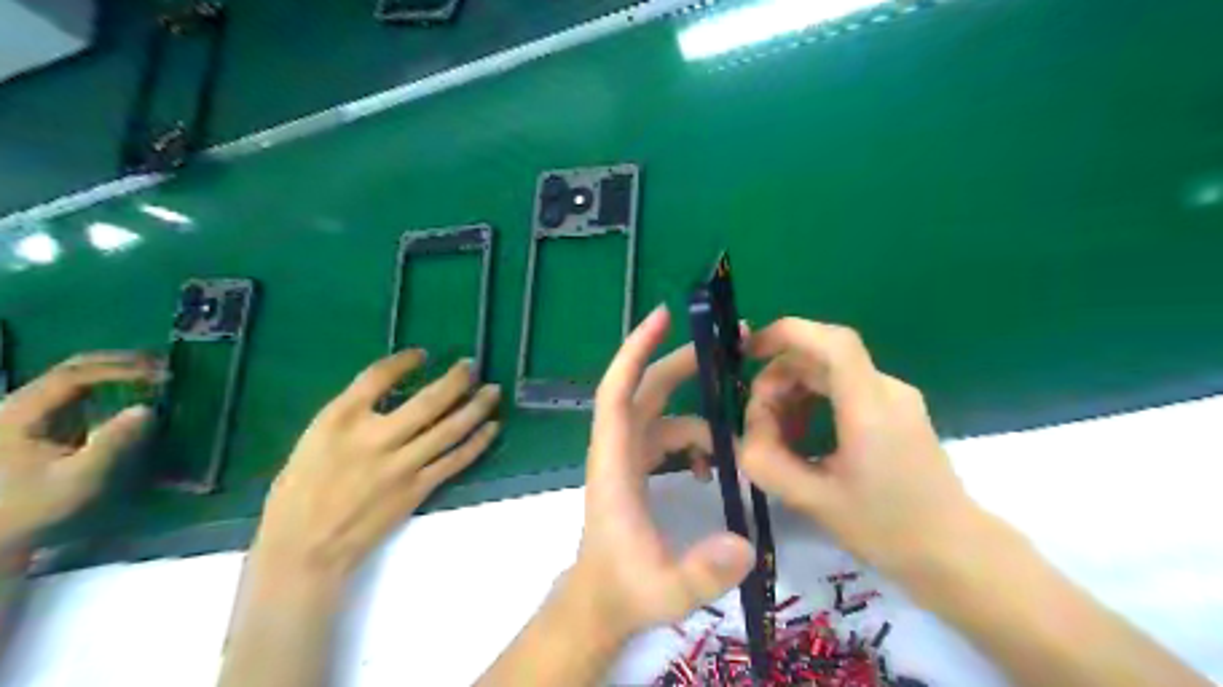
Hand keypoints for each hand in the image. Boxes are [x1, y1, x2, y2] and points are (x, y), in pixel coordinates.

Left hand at [0, 355, 158, 553]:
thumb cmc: (31, 509)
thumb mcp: (77, 480)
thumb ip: (112, 443)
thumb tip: (148, 409)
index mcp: (19, 413)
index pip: (75, 375)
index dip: (122, 369)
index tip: (162, 375)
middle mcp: (17, 405)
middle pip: (72, 370)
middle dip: (121, 364)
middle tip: (164, 366)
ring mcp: (22, 414)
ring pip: (73, 380)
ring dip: (115, 373)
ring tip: (153, 376)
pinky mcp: (32, 426)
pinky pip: (73, 395)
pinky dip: (106, 388)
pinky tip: (129, 394)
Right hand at [252, 355, 502, 585]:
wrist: (304, 548)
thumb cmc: (301, 492)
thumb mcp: (314, 439)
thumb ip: (352, 414)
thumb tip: (393, 392)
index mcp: (339, 420)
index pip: (378, 376)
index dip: (405, 361)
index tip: (423, 353)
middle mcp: (374, 438)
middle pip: (428, 400)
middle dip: (456, 379)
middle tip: (472, 365)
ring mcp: (400, 465)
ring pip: (450, 429)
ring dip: (476, 407)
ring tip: (493, 390)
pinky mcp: (417, 489)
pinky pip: (455, 460)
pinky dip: (478, 441)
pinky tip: (492, 427)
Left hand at [565, 307, 756, 640]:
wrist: (600, 604)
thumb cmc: (623, 591)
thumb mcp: (665, 590)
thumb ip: (701, 572)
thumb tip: (745, 544)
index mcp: (614, 463)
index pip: (618, 392)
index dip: (636, 350)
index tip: (663, 317)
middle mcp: (618, 449)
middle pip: (648, 389)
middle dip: (685, 363)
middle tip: (732, 345)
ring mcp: (628, 457)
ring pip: (664, 414)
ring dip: (701, 416)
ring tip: (740, 440)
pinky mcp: (638, 469)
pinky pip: (670, 437)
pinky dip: (696, 441)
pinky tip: (715, 470)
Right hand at [734, 320, 981, 575]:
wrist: (956, 553)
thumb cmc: (888, 530)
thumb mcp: (814, 502)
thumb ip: (767, 462)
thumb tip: (744, 433)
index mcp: (870, 409)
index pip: (832, 343)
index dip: (786, 333)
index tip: (747, 352)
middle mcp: (886, 390)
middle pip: (822, 355)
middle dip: (779, 377)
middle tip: (758, 421)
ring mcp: (895, 397)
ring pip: (830, 370)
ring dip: (793, 390)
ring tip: (777, 433)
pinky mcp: (895, 409)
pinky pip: (843, 387)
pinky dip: (813, 399)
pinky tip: (802, 434)